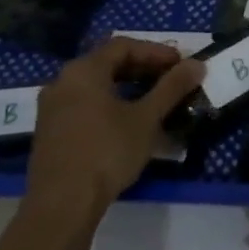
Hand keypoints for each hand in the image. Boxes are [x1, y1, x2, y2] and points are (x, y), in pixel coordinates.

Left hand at [25, 37, 204, 224]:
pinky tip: (129, 123)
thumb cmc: (107, 152)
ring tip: (155, 101)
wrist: (62, 203)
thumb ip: (172, 87)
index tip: (181, 65)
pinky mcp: (50, 131)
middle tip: (172, 80)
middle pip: (108, 63)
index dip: (156, 51)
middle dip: (143, 69)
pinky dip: (110, 104)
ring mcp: (52, 108)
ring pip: (96, 86)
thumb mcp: (147, 118)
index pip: (124, 46)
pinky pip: (85, 105)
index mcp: (84, 71)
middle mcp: (62, 82)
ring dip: (128, 88)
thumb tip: (197, 64)